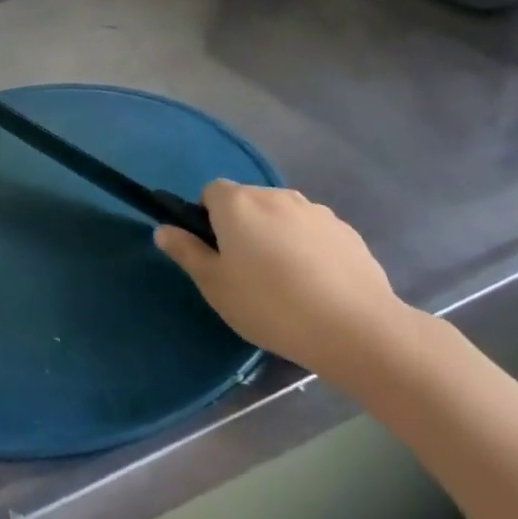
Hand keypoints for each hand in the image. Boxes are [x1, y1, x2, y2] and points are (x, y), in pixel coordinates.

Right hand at [154, 181, 414, 383]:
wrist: (354, 328)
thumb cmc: (269, 304)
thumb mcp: (214, 284)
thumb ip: (186, 251)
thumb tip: (163, 229)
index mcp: (238, 204)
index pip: (211, 190)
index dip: (206, 216)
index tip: (214, 250)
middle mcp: (276, 196)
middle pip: (248, 201)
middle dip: (242, 225)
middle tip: (244, 270)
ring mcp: (316, 211)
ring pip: (282, 216)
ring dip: (275, 235)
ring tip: (283, 281)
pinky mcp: (347, 231)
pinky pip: (313, 232)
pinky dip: (307, 248)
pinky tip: (315, 285)